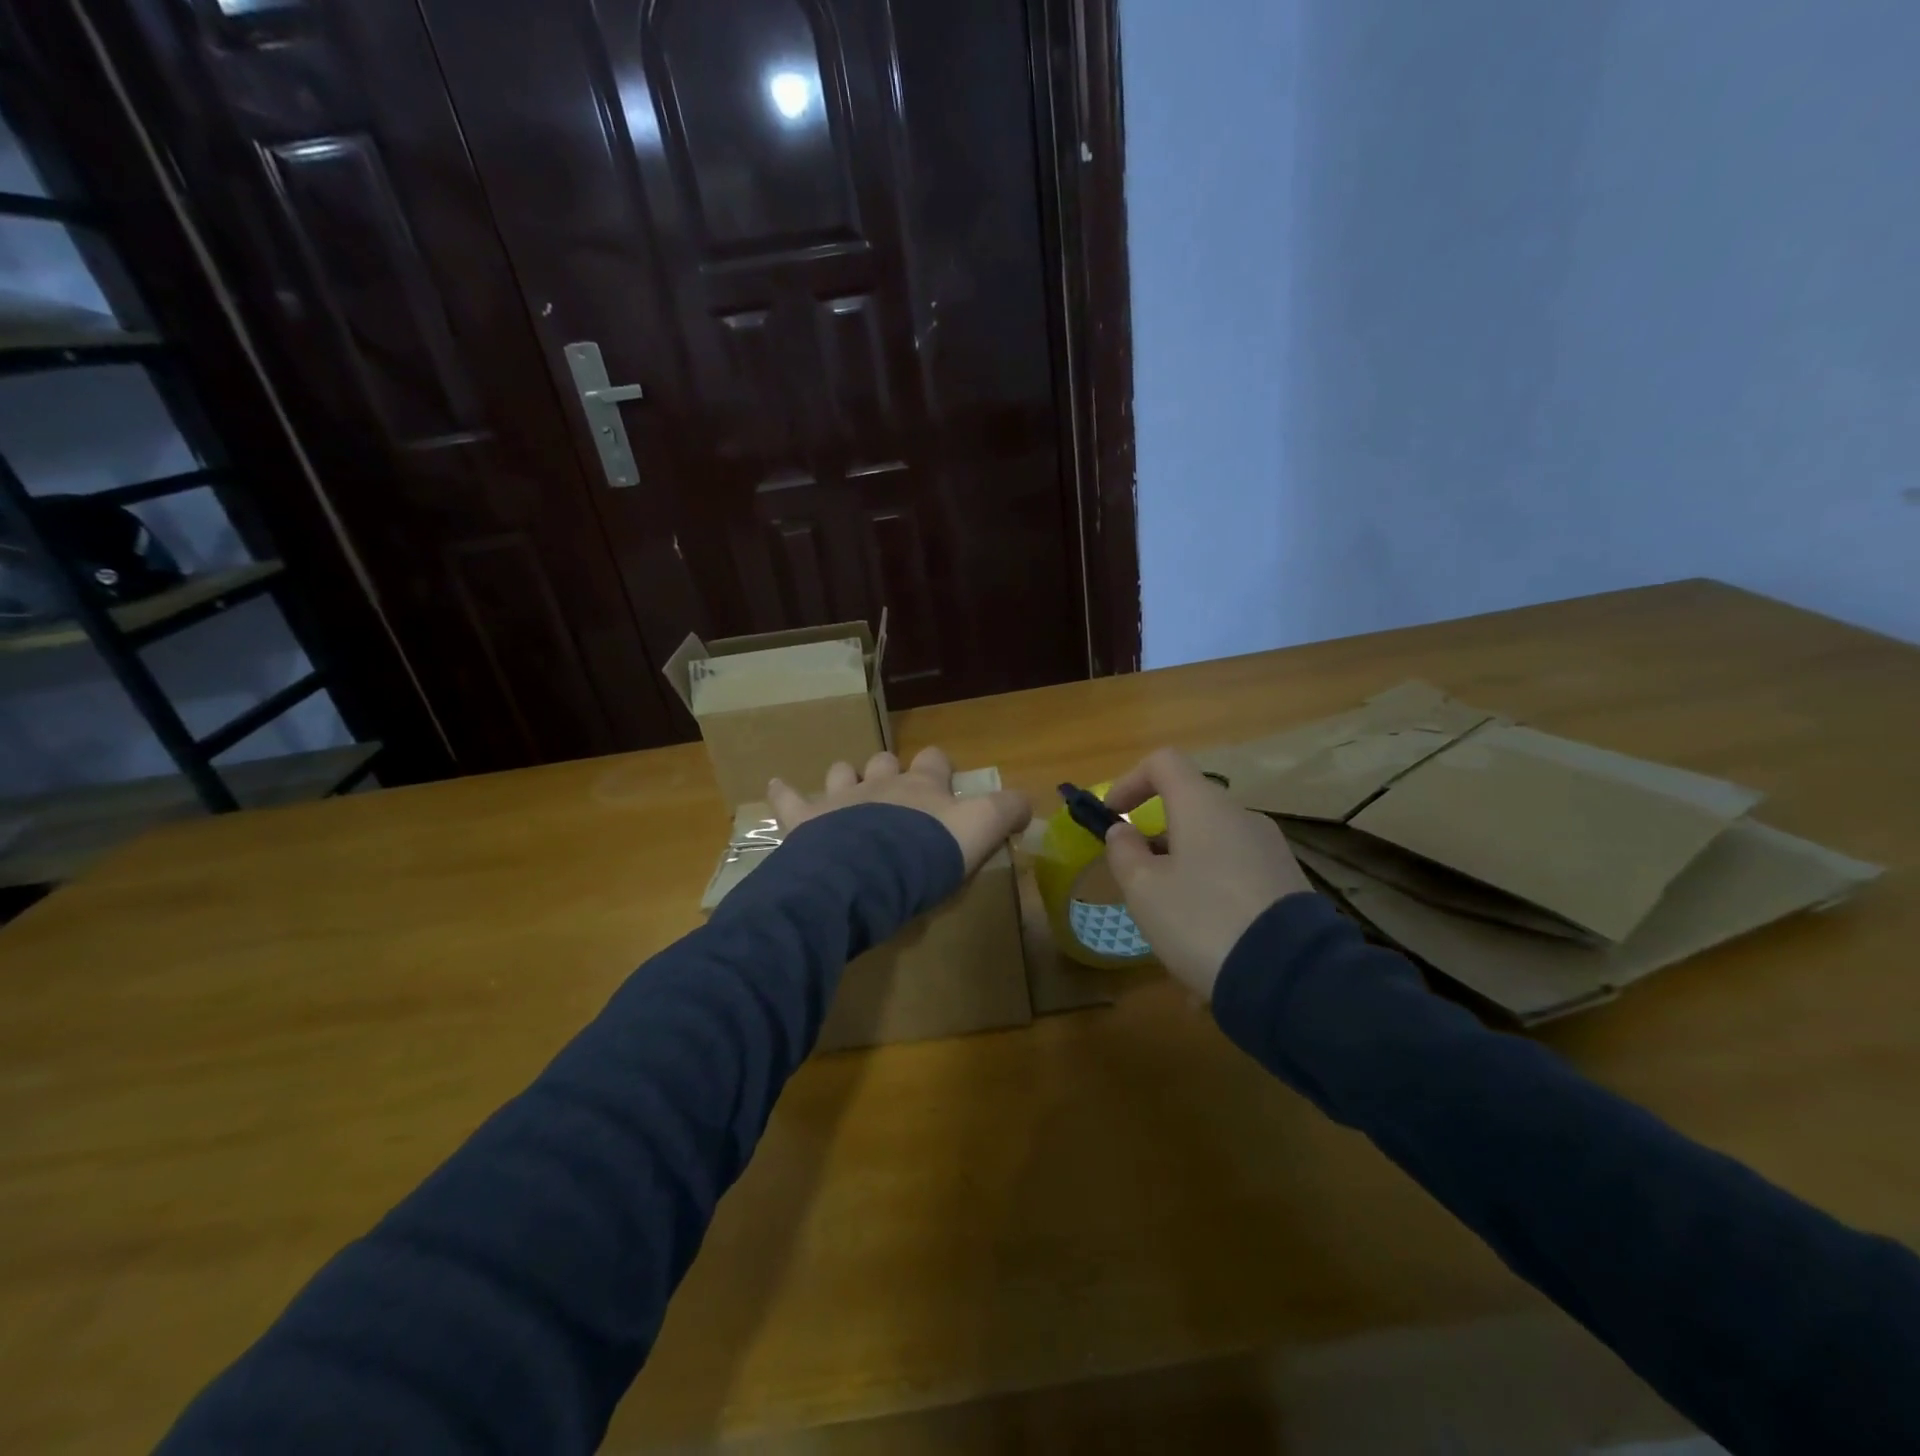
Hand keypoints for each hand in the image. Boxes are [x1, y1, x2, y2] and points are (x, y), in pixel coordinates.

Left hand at [768, 746, 1032, 875]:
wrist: (867, 875)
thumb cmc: (926, 855)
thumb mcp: (981, 832)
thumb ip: (1007, 812)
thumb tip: (1028, 799)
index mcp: (921, 787)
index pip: (935, 761)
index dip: (939, 767)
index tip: (944, 780)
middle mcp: (880, 783)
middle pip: (884, 761)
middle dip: (888, 770)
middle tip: (894, 794)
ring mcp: (840, 799)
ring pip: (841, 772)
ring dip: (844, 779)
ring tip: (845, 791)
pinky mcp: (807, 821)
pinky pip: (789, 800)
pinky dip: (783, 793)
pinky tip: (776, 786)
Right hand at [1103, 748, 1313, 1000]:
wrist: (1292, 978)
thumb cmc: (1202, 920)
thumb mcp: (1144, 890)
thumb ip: (1124, 852)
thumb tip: (1124, 831)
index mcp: (1203, 807)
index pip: (1163, 762)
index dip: (1129, 781)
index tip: (1112, 816)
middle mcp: (1241, 817)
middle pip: (1188, 810)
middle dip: (1156, 843)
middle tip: (1140, 886)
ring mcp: (1271, 850)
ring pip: (1212, 849)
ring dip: (1184, 876)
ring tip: (1173, 932)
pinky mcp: (1290, 884)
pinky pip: (1237, 878)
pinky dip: (1213, 898)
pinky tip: (1210, 948)